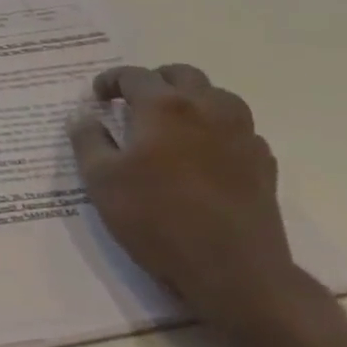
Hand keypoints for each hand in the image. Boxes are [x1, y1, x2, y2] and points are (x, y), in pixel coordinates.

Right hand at [66, 64, 299, 327]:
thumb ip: (87, 139)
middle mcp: (206, 108)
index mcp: (163, 106)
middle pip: (182, 74)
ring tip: (173, 122)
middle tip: (135, 102)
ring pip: (218, 96)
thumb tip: (82, 115)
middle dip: (155, 81)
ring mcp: (241, 134)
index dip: (110, 80)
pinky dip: (218, 129)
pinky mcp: (263, 163)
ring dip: (192, 99)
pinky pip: (239, 129)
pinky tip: (205, 152)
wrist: (235, 272)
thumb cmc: (158, 219)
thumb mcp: (101, 180)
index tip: (97, 96)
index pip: (133, 75)